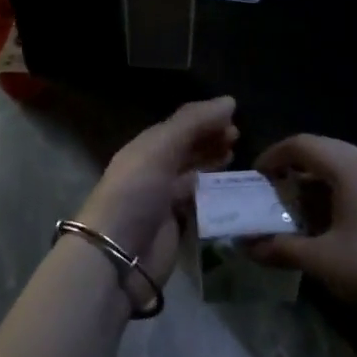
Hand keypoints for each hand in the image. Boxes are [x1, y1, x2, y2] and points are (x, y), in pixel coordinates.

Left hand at [75, 97, 236, 283]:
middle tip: (238, 136)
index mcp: (146, 148)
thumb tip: (229, 101)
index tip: (234, 115)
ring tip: (237, 156)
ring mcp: (165, 199)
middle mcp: (155, 169)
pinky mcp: (177, 226)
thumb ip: (192, 124)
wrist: (117, 255)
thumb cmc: (135, 193)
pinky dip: (216, 194)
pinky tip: (233, 190)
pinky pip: (200, 203)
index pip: (179, 126)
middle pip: (187, 149)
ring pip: (194, 175)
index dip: (204, 119)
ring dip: (214, 164)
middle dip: (210, 140)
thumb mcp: (160, 149)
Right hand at [248, 135, 356, 342]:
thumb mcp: (323, 261)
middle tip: (271, 195)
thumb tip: (247, 246)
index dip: (274, 156)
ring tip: (297, 213)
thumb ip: (282, 248)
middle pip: (324, 152)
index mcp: (352, 168)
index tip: (255, 178)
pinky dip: (339, 194)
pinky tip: (331, 226)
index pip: (303, 144)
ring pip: (344, 168)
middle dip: (293, 170)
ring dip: (316, 184)